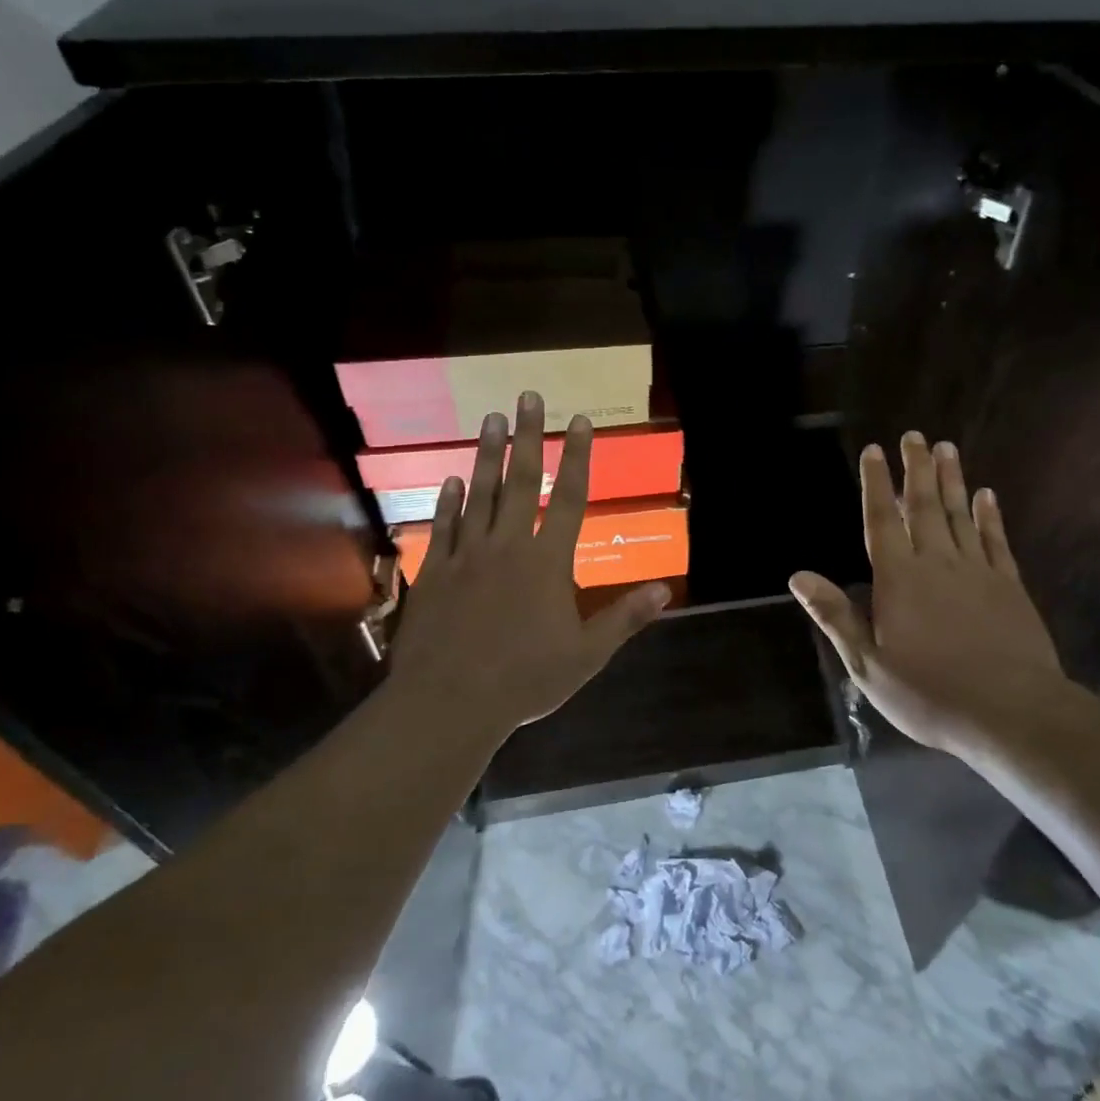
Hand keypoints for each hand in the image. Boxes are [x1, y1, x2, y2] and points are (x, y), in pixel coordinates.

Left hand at [387, 392, 670, 744]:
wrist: (448, 703)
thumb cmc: (525, 679)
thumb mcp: (587, 654)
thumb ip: (624, 617)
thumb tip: (665, 590)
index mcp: (547, 562)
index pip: (567, 497)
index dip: (576, 457)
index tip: (579, 421)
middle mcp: (507, 547)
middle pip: (520, 481)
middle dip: (528, 436)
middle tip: (527, 397)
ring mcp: (466, 557)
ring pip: (479, 494)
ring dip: (486, 455)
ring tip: (490, 419)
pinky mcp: (434, 573)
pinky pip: (443, 528)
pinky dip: (448, 502)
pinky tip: (451, 480)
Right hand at [790, 431, 1070, 759]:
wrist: (1009, 711)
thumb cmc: (928, 692)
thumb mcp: (867, 663)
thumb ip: (836, 614)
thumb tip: (798, 576)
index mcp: (898, 579)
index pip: (881, 520)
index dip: (876, 484)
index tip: (874, 451)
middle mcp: (936, 563)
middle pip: (922, 506)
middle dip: (916, 468)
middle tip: (915, 436)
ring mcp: (977, 571)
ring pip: (960, 514)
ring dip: (952, 480)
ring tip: (947, 448)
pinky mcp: (1009, 586)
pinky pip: (996, 540)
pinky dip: (990, 516)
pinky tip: (987, 495)